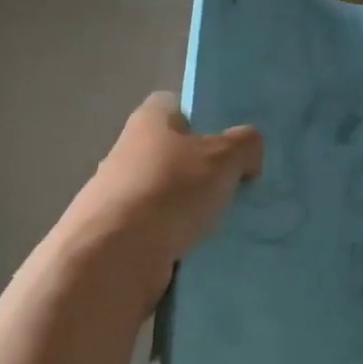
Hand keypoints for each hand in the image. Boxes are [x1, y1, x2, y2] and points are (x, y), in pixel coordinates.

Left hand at [55, 92, 262, 314]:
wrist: (114, 257)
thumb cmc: (169, 190)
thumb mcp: (223, 157)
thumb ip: (245, 144)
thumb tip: (248, 152)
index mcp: (150, 120)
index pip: (178, 106)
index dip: (206, 120)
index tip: (233, 144)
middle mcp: (130, 152)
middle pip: (176, 155)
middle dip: (205, 171)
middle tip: (241, 188)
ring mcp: (121, 197)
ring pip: (170, 197)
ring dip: (194, 212)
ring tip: (232, 226)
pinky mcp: (119, 238)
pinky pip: (161, 234)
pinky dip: (181, 243)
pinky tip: (208, 254)